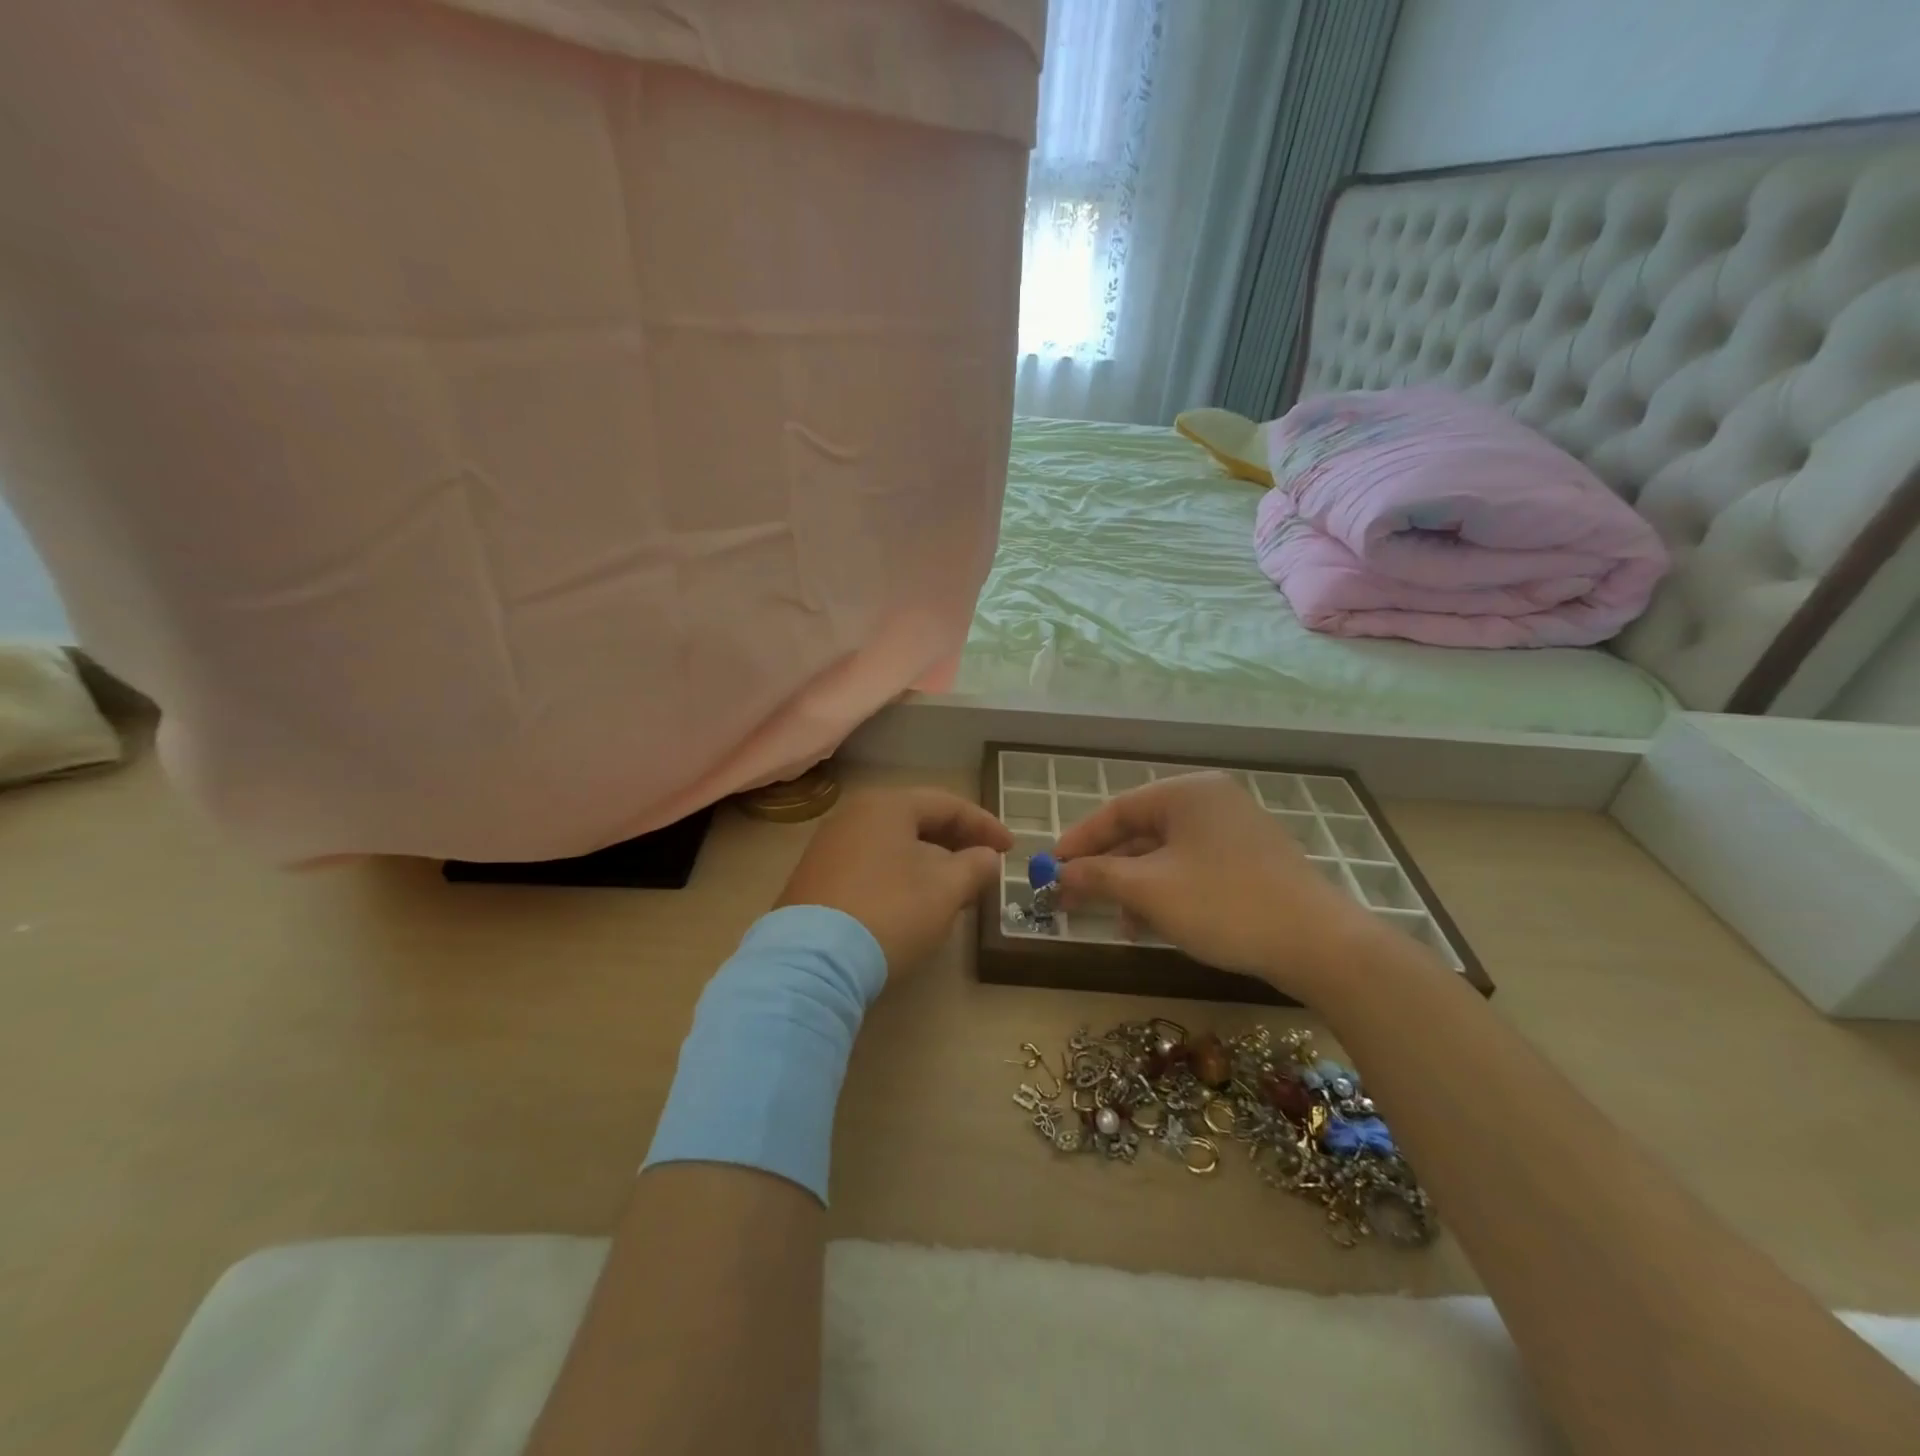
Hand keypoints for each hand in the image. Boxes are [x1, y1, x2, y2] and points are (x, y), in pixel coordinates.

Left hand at [775, 787, 1012, 976]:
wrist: (811, 962)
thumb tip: (987, 857)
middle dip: (957, 844)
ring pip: (895, 845)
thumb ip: (975, 866)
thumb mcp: (946, 890)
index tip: (1012, 849)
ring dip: (931, 863)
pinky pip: (872, 865)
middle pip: (918, 821)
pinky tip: (915, 903)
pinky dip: (902, 876)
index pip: (948, 805)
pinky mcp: (817, 879)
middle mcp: (854, 816)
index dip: (985, 825)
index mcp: (887, 806)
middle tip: (986, 867)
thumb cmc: (890, 912)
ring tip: (956, 890)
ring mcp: (830, 847)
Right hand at [1054, 771, 1376, 999]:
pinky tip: (1152, 924)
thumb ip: (1097, 876)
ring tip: (1116, 922)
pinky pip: (1192, 868)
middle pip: (1141, 831)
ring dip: (1135, 886)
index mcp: (1187, 793)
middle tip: (1073, 896)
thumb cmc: (1224, 904)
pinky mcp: (1251, 861)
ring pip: (1166, 854)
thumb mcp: (1149, 890)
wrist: (1319, 944)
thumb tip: (1058, 874)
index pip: (1117, 809)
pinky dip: (1167, 891)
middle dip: (1106, 867)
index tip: (1050, 867)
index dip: (1079, 839)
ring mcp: (1235, 831)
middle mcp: (1211, 802)